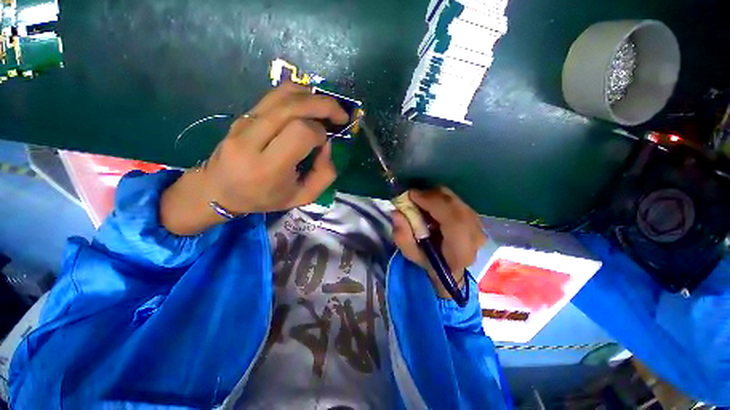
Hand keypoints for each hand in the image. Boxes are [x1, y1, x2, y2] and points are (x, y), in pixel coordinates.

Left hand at [161, 82, 348, 234]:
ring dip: (312, 96)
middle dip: (324, 106)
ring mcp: (244, 122)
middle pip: (293, 106)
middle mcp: (252, 140)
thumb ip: (324, 174)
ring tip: (326, 108)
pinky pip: (274, 95)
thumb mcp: (302, 197)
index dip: (320, 133)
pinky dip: (298, 95)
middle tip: (340, 115)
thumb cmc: (264, 198)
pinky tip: (309, 105)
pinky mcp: (244, 115)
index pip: (301, 133)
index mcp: (268, 167)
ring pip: (283, 94)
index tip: (325, 143)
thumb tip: (327, 144)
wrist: (220, 189)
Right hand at [392, 188, 486, 299]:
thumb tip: (396, 212)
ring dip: (434, 196)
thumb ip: (402, 236)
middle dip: (429, 196)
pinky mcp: (474, 215)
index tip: (411, 195)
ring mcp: (477, 224)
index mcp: (461, 251)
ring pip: (454, 199)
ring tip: (420, 203)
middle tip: (412, 198)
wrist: (452, 266)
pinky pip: (455, 199)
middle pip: (453, 204)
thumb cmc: (431, 263)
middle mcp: (475, 235)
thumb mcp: (412, 254)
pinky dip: (439, 198)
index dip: (433, 203)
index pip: (453, 220)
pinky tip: (430, 206)